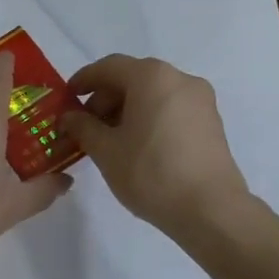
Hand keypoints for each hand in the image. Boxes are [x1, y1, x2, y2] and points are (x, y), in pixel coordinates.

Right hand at [58, 54, 252, 248]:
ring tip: (109, 138)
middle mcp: (179, 79)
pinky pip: (170, 108)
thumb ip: (82, 126)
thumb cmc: (151, 172)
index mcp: (152, 77)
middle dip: (105, 98)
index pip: (108, 67)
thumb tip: (69, 116)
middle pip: (132, 78)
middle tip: (85, 124)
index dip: (83, 80)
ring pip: (153, 94)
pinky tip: (136, 144)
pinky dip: (148, 117)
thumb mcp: (105, 149)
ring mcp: (200, 100)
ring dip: (126, 109)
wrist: (212, 211)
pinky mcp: (211, 123)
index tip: (66, 98)